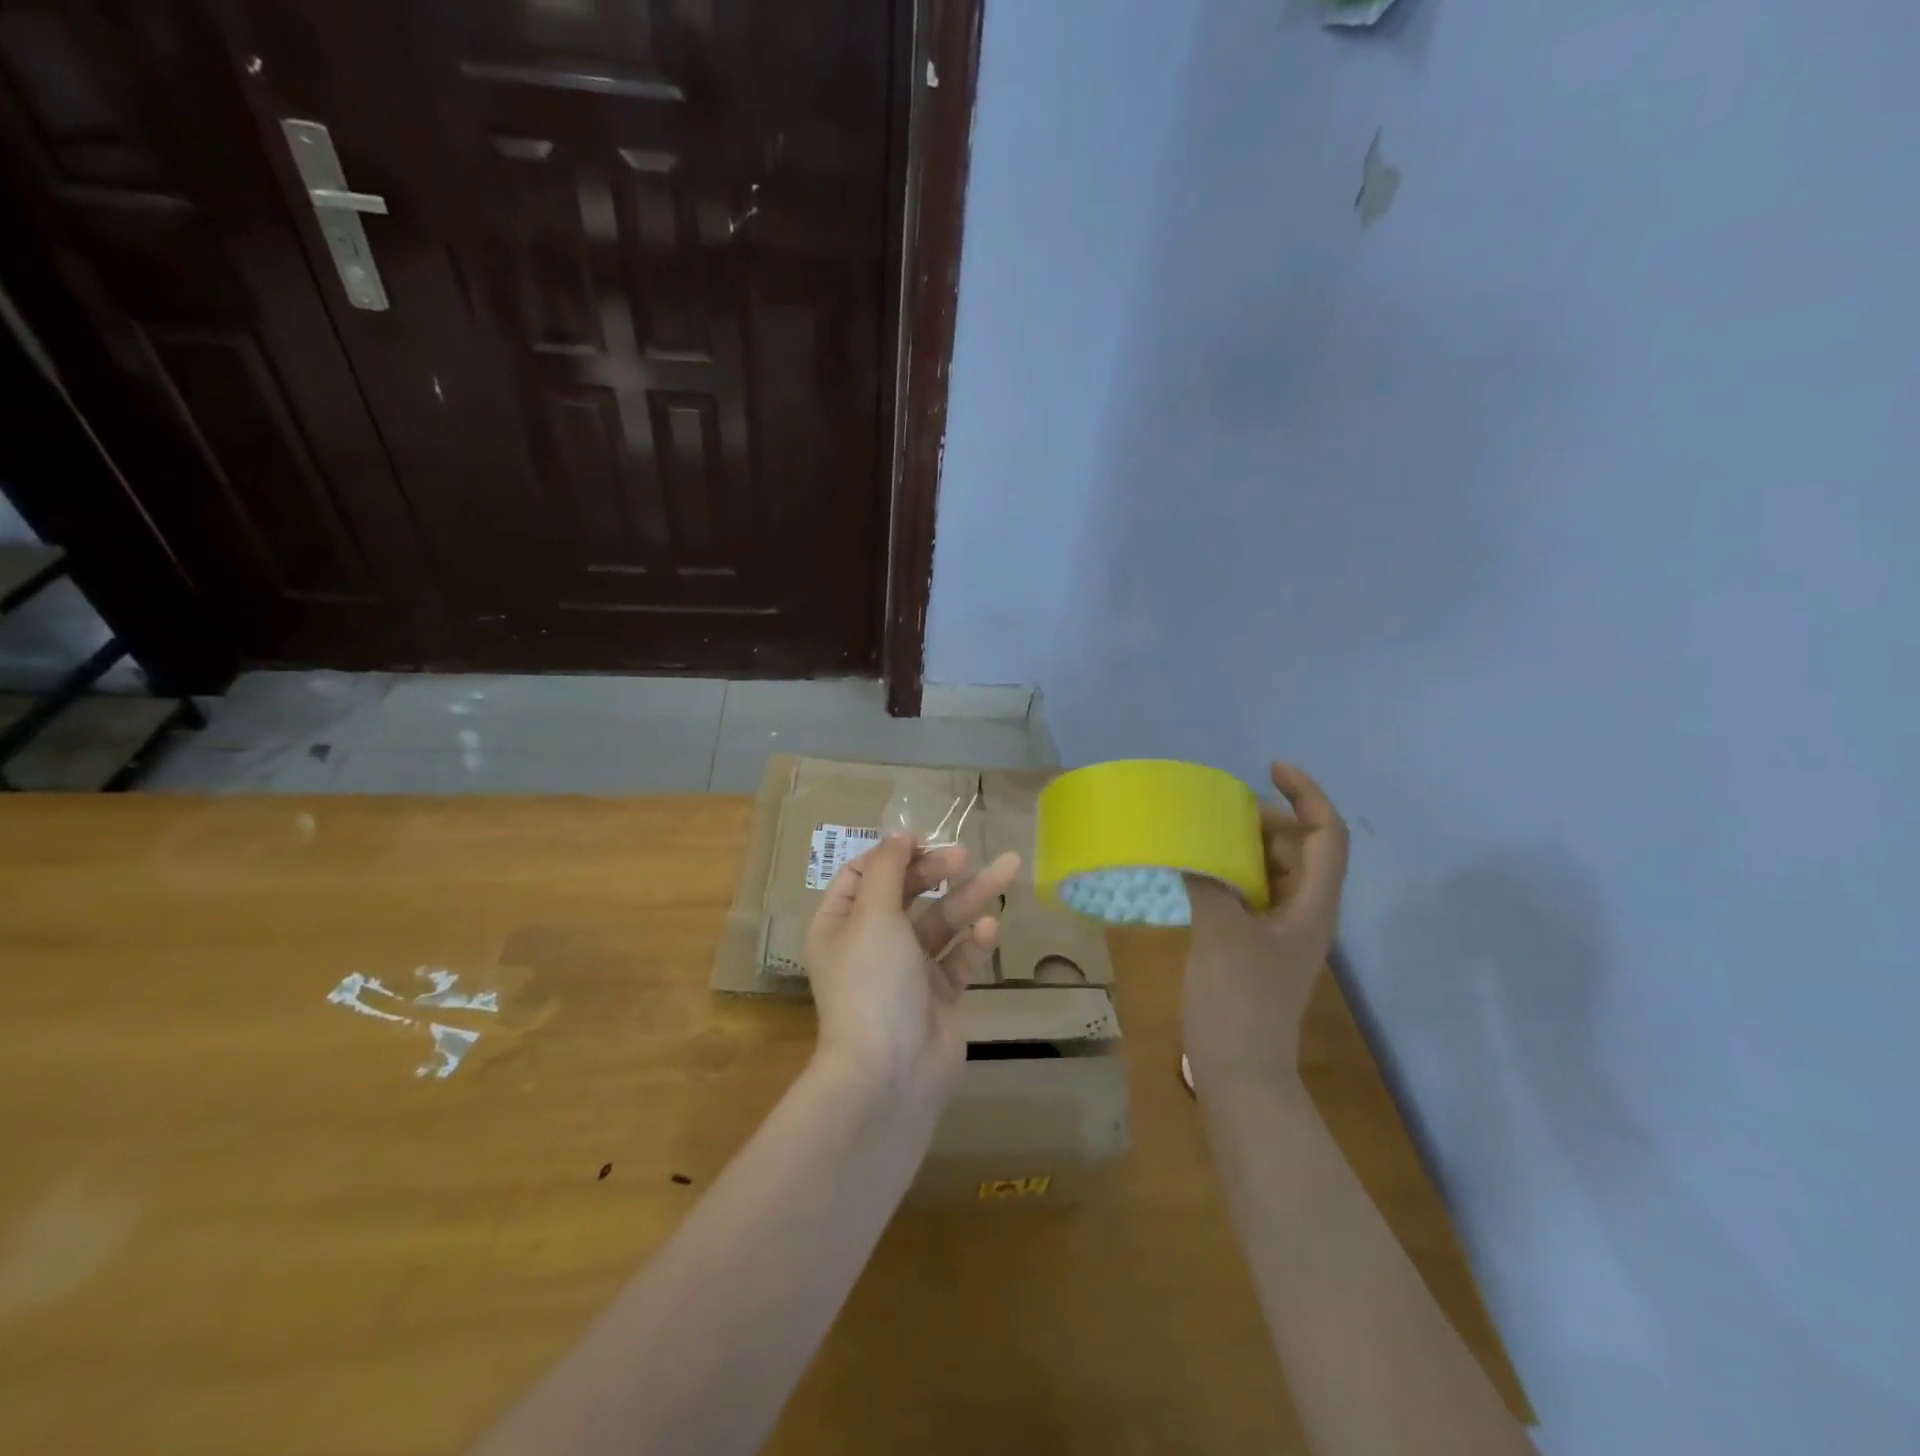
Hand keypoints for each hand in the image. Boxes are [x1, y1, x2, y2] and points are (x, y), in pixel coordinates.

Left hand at [806, 834, 1021, 1105]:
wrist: (890, 1074)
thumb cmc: (872, 983)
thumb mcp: (873, 915)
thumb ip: (889, 869)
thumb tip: (898, 831)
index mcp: (840, 924)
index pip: (863, 874)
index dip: (892, 853)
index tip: (923, 839)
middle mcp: (870, 943)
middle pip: (906, 893)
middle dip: (936, 871)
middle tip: (964, 854)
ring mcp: (906, 971)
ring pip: (940, 923)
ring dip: (970, 896)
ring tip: (1008, 867)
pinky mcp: (938, 995)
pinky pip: (957, 959)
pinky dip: (972, 942)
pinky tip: (989, 927)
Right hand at [1183, 762, 1349, 1094]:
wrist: (1239, 1072)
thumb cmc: (1240, 1002)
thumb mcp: (1222, 934)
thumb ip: (1208, 882)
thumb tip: (1187, 849)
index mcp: (1313, 905)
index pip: (1327, 835)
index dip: (1307, 795)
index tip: (1271, 769)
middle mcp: (1304, 912)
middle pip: (1298, 848)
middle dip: (1267, 818)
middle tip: (1220, 807)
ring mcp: (1278, 930)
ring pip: (1271, 870)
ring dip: (1244, 845)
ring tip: (1203, 830)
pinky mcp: (1253, 944)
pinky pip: (1247, 892)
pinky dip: (1226, 871)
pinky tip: (1193, 869)